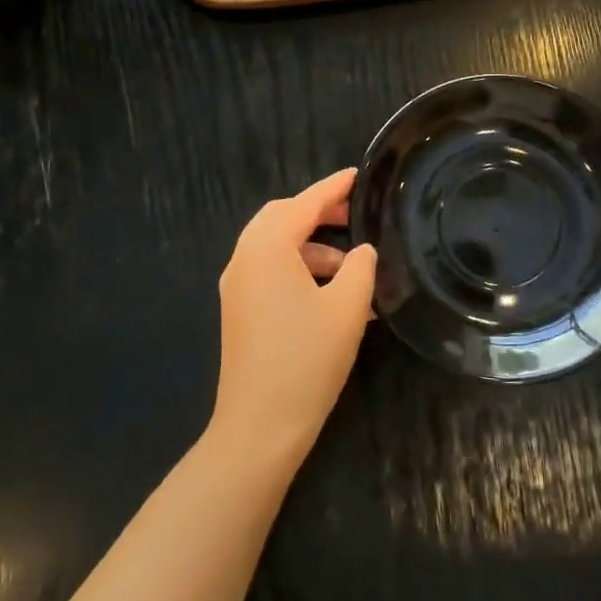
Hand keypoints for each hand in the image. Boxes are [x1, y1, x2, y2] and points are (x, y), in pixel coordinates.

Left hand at [211, 168, 377, 474]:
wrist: (259, 426)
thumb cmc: (307, 360)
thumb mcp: (347, 308)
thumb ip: (361, 267)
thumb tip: (362, 250)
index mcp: (267, 248)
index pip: (304, 203)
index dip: (333, 187)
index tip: (358, 175)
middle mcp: (244, 259)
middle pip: (281, 218)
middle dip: (317, 212)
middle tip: (354, 215)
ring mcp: (237, 286)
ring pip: (275, 246)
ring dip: (311, 246)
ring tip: (353, 267)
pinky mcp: (239, 310)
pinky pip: (270, 271)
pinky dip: (299, 269)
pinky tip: (332, 295)